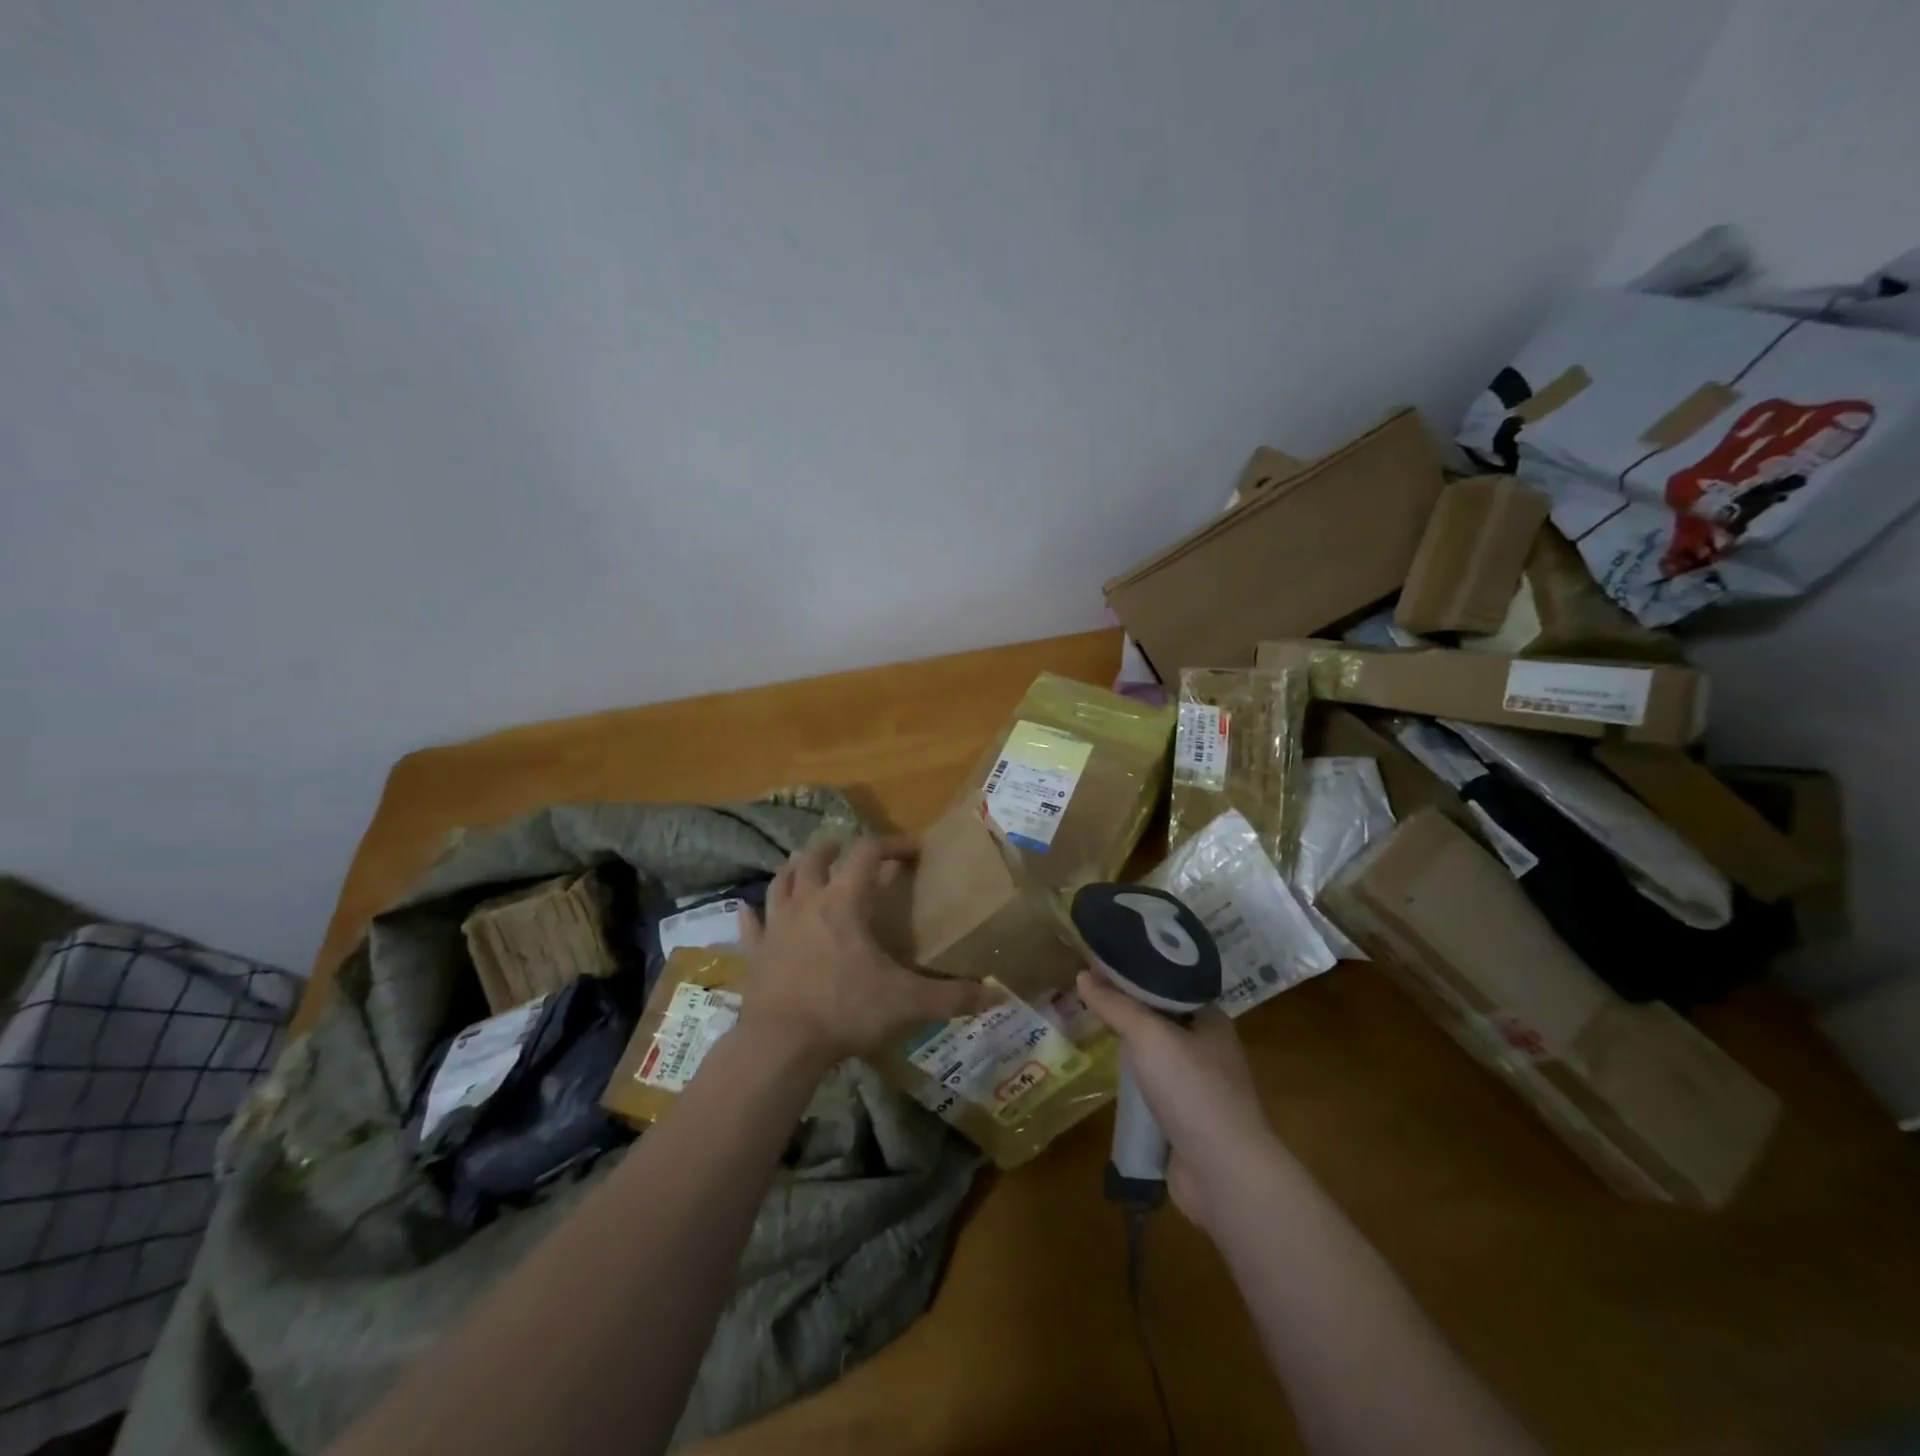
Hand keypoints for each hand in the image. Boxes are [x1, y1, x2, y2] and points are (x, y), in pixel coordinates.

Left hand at [738, 834, 998, 1067]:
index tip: (913, 849)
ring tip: (804, 867)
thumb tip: (996, 993)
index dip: (891, 843)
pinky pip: (749, 925)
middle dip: (833, 848)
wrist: (780, 1044)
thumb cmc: (845, 1011)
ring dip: (794, 870)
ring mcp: (776, 927)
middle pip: (815, 858)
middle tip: (846, 851)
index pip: (867, 853)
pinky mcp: (754, 954)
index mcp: (844, 903)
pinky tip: (747, 909)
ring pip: (780, 882)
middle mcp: (807, 904)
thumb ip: (952, 997)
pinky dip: (751, 914)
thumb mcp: (907, 1003)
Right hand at [1076, 970, 1274, 1229]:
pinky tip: (1110, 1079)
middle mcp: (1209, 1048)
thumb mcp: (1149, 1035)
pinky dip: (1134, 1085)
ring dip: (1130, 1049)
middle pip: (1162, 1018)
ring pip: (1157, 1056)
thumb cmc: (1192, 1090)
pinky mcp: (1188, 1120)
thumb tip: (1082, 974)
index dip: (1137, 972)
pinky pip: (1155, 1090)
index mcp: (1211, 1019)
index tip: (1103, 965)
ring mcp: (1201, 1087)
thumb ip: (1116, 1005)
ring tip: (1092, 1031)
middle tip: (1089, 997)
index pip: (1170, 983)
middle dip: (1128, 1010)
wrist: (1224, 1173)